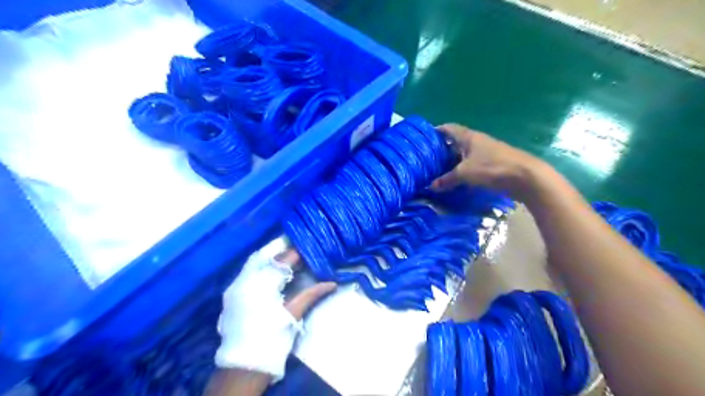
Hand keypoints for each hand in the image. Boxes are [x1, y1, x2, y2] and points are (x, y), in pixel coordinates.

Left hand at [214, 247, 335, 383]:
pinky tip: (273, 268)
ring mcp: (236, 286)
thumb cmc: (272, 338)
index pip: (282, 260)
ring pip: (254, 261)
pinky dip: (262, 265)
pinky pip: (248, 270)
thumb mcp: (293, 314)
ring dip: (271, 256)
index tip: (309, 248)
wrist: (243, 365)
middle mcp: (246, 280)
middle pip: (265, 255)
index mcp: (262, 284)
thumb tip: (332, 283)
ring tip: (288, 254)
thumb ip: (311, 294)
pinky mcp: (232, 293)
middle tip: (298, 246)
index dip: (296, 252)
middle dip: (282, 248)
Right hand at [430, 124, 543, 202]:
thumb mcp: (465, 173)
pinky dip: (462, 170)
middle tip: (428, 159)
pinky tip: (456, 180)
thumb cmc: (492, 167)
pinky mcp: (492, 164)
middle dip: (442, 149)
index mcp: (469, 137)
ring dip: (452, 161)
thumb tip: (430, 186)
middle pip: (455, 142)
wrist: (525, 177)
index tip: (424, 139)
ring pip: (463, 155)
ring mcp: (485, 153)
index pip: (449, 128)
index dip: (436, 131)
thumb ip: (447, 179)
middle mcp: (476, 142)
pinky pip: (471, 165)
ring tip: (438, 171)